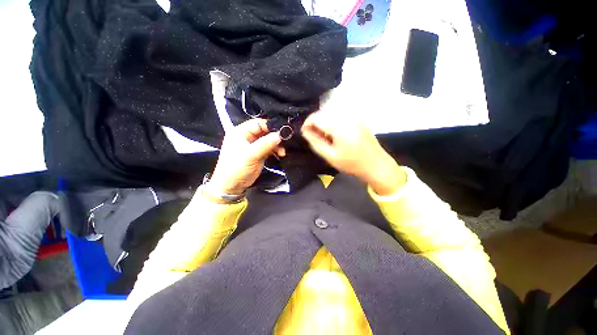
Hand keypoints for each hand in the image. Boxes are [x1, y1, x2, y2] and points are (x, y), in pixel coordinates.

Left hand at [208, 119, 284, 195]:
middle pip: (264, 131)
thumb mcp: (250, 155)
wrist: (232, 186)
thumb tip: (280, 134)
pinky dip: (275, 150)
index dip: (270, 126)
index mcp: (241, 132)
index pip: (258, 123)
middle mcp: (247, 137)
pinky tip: (280, 154)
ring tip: (282, 152)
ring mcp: (253, 145)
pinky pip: (269, 148)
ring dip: (277, 145)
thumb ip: (265, 144)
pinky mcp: (258, 153)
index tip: (282, 131)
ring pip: (268, 140)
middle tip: (285, 140)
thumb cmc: (237, 168)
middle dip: (275, 136)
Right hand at [301, 112, 405, 195]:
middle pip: (324, 113)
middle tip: (314, 137)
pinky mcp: (358, 118)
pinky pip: (339, 116)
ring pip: (331, 113)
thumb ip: (315, 142)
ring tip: (324, 137)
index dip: (307, 124)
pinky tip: (334, 134)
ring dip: (324, 123)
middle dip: (315, 123)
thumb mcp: (330, 156)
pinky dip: (332, 122)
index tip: (304, 133)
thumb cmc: (351, 163)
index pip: (317, 117)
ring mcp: (354, 116)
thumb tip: (305, 131)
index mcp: (340, 126)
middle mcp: (347, 116)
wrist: (375, 164)